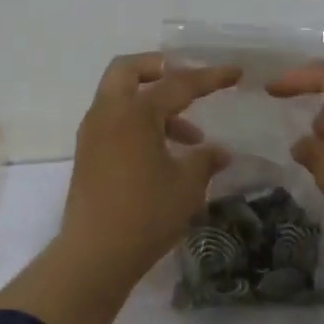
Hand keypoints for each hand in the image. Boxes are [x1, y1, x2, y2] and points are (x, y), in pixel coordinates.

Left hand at [60, 53, 239, 287]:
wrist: (95, 254)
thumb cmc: (146, 214)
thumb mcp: (186, 186)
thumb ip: (205, 161)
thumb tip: (219, 152)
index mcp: (134, 113)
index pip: (177, 83)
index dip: (210, 77)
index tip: (236, 72)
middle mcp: (108, 114)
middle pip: (128, 70)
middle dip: (159, 69)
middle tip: (188, 83)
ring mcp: (93, 135)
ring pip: (121, 99)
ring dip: (154, 105)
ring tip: (192, 139)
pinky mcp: (88, 157)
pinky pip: (115, 124)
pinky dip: (139, 125)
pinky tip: (166, 155)